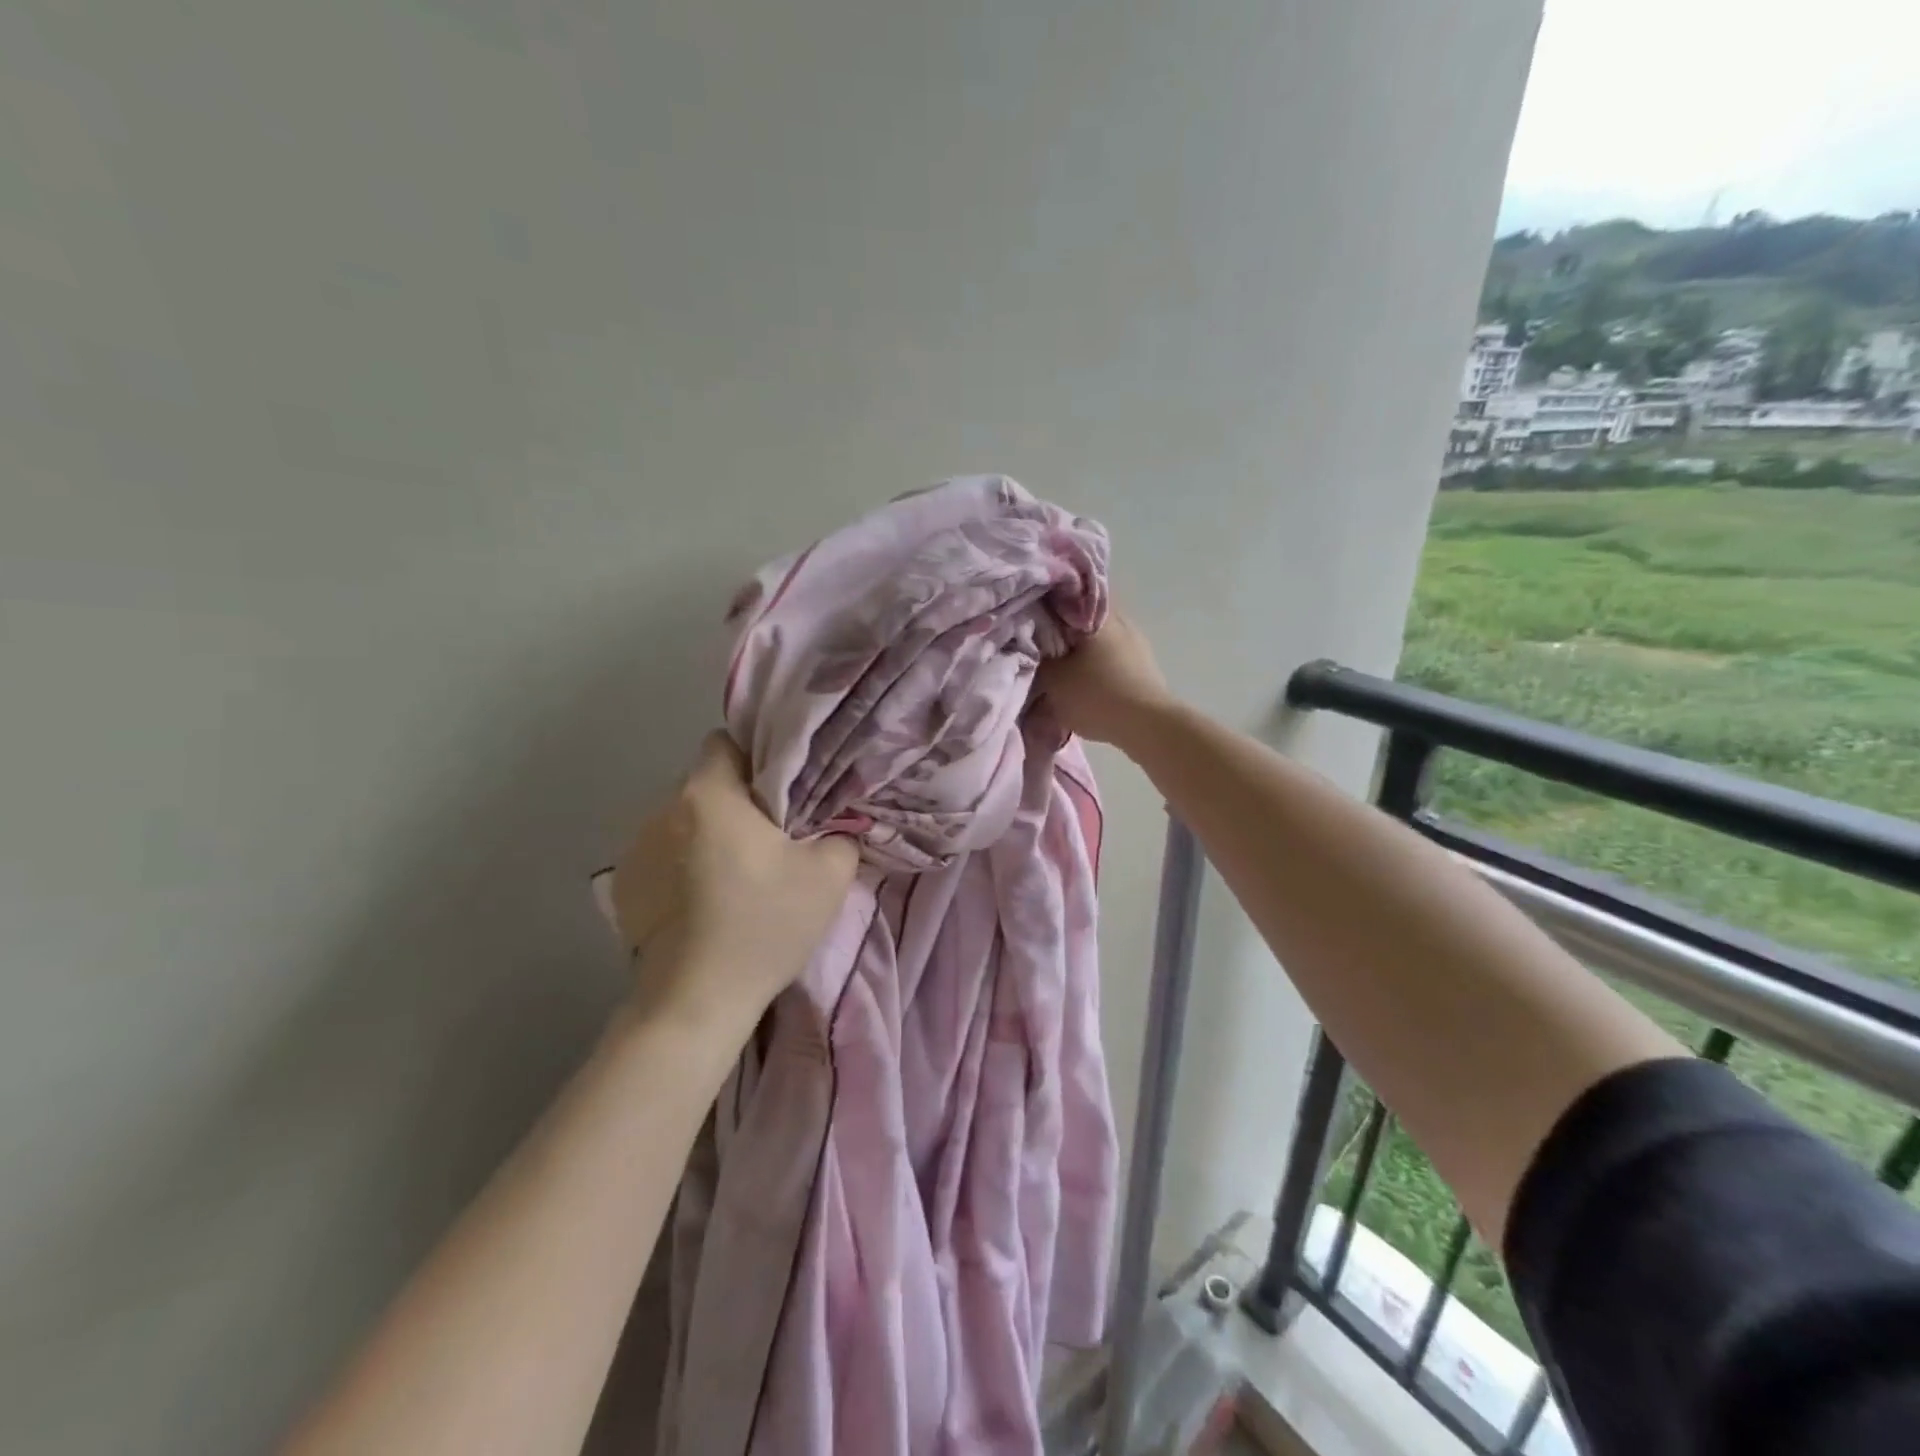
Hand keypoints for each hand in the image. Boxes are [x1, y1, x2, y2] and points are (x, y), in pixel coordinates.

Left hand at [612, 733, 857, 1027]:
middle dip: (736, 800)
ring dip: (707, 833)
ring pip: (683, 819)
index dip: (758, 758)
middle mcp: (662, 809)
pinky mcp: (623, 885)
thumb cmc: (763, 927)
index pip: (725, 742)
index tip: (781, 792)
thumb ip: (839, 833)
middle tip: (769, 838)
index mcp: (708, 794)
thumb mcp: (829, 876)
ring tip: (733, 875)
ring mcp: (634, 848)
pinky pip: (662, 854)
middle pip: (705, 783)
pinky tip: (701, 903)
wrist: (695, 1002)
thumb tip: (831, 825)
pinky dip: (682, 865)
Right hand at [1037, 608, 1173, 750]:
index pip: (1062, 595)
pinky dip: (1096, 665)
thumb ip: (1035, 658)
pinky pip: (1111, 656)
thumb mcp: (1052, 679)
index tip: (1026, 621)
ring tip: (1061, 669)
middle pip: (1081, 619)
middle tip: (1040, 649)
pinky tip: (1086, 681)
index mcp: (1095, 614)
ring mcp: (1136, 641)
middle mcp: (1119, 619)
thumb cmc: (1095, 694)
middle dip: (1061, 632)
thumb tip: (1030, 645)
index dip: (1041, 607)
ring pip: (1097, 639)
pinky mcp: (1144, 664)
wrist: (1146, 725)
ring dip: (1080, 651)